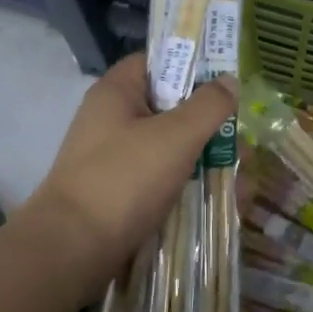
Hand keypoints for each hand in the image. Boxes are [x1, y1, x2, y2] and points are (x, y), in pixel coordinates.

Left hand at [25, 54, 235, 275]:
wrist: (71, 250)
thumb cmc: (124, 179)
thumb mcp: (176, 136)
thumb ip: (208, 105)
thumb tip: (229, 81)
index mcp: (117, 92)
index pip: (157, 61)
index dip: (192, 65)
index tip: (226, 82)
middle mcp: (112, 119)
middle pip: (170, 107)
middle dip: (209, 125)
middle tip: (241, 144)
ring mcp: (114, 158)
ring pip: (169, 147)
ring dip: (205, 160)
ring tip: (241, 182)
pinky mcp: (118, 193)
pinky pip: (161, 179)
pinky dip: (188, 186)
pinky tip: (219, 202)